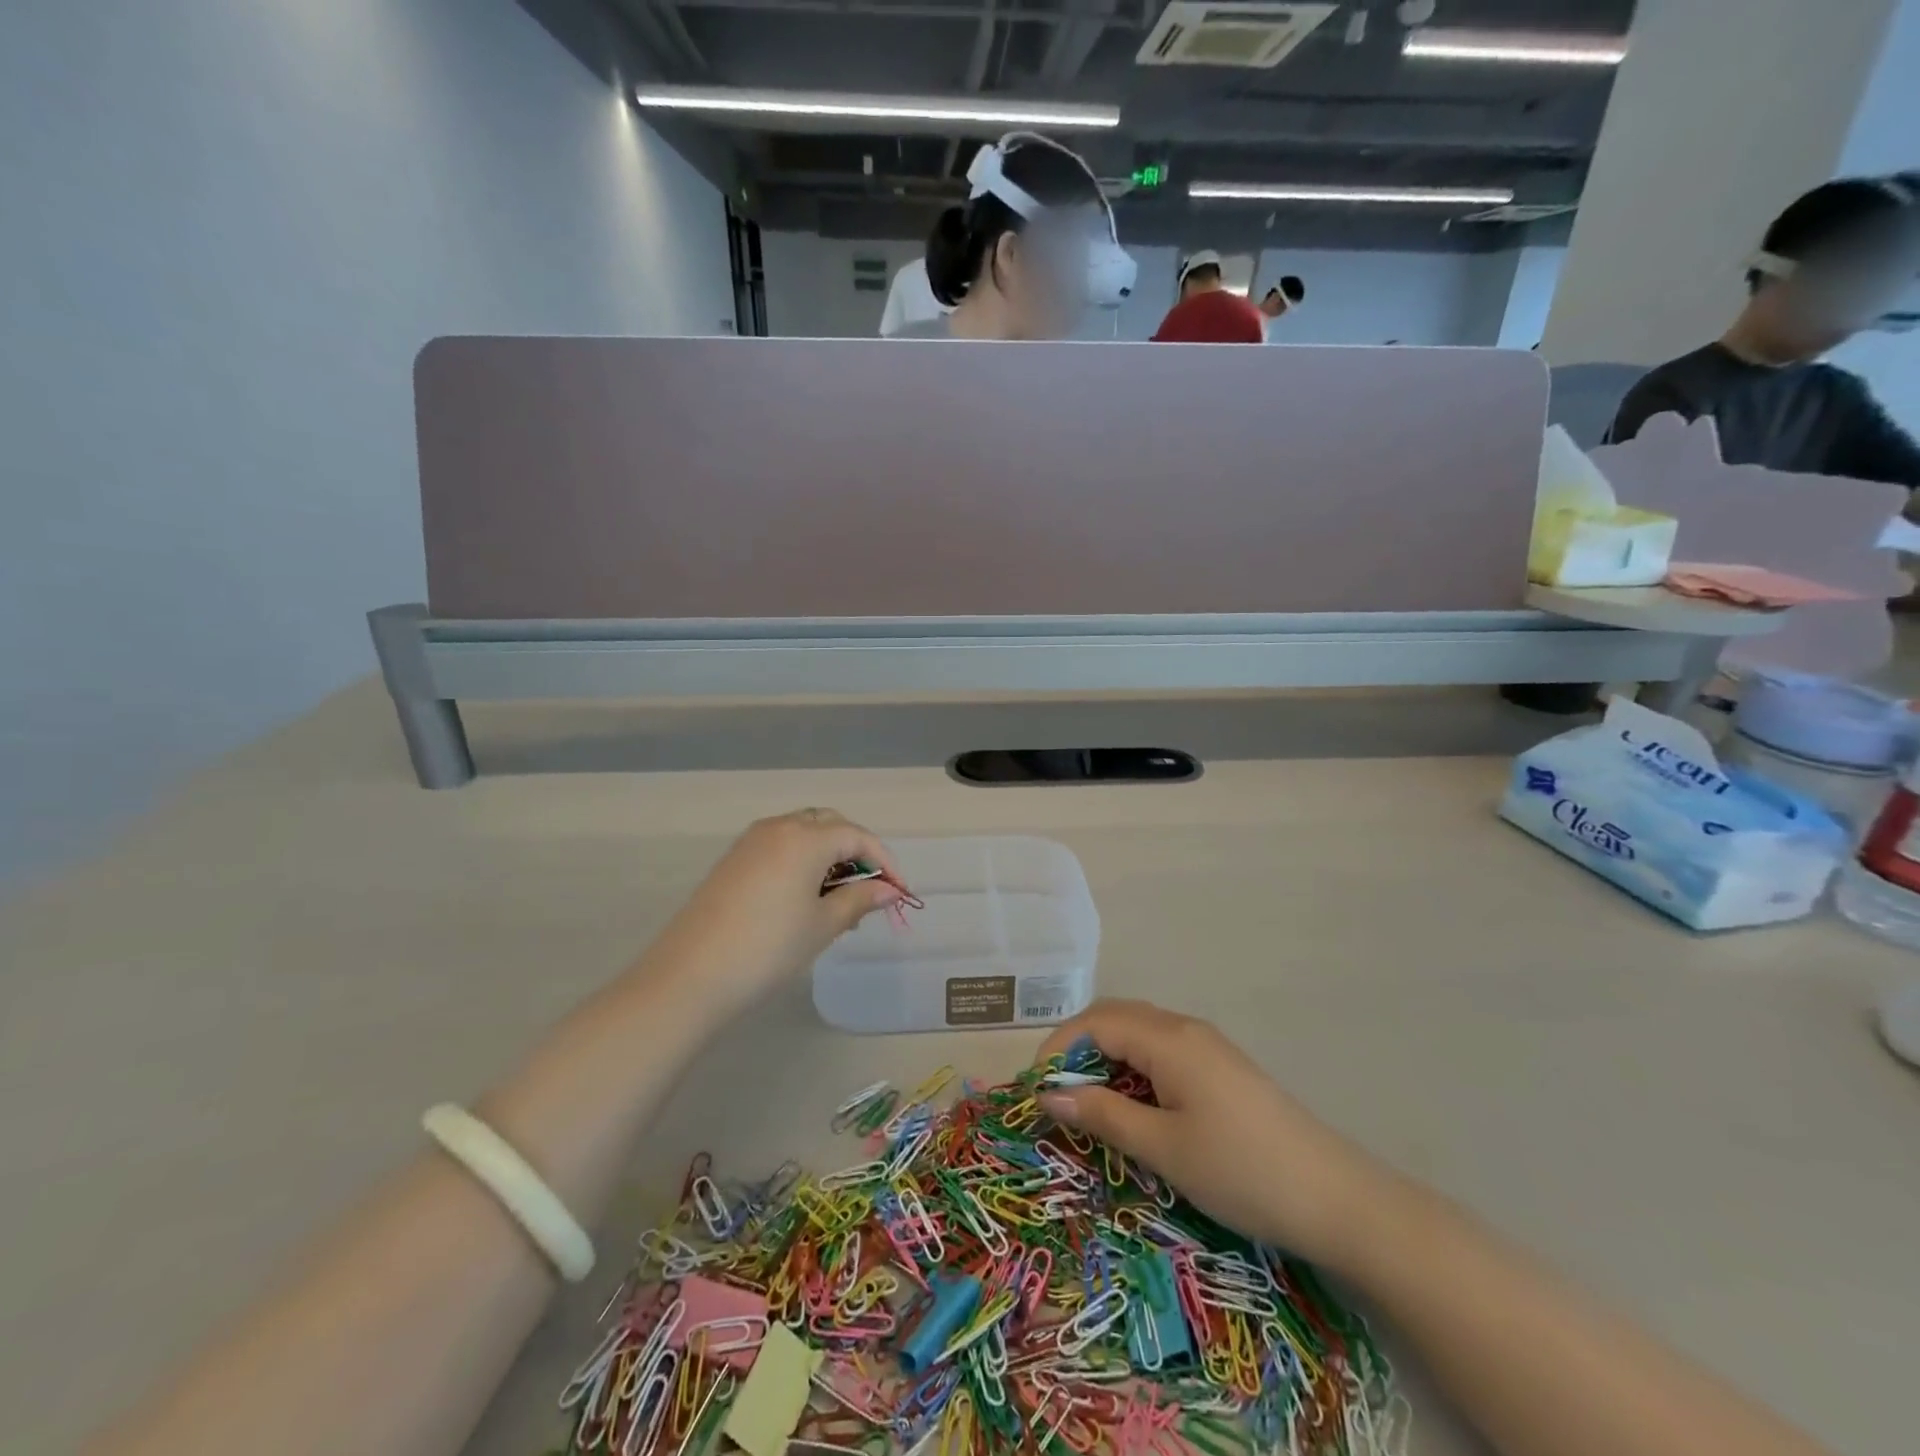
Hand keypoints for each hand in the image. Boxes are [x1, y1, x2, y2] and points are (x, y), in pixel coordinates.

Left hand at [640, 809, 903, 1015]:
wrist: (690, 976)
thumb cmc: (769, 948)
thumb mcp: (823, 925)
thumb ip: (860, 899)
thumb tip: (889, 890)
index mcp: (806, 837)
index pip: (858, 836)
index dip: (885, 861)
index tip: (900, 893)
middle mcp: (779, 827)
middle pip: (830, 825)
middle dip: (857, 852)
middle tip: (870, 891)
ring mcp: (751, 842)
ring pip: (804, 833)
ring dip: (829, 856)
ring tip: (839, 900)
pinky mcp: (733, 860)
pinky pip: (780, 847)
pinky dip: (802, 861)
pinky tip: (805, 899)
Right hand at [1037, 1000, 1386, 1270]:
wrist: (1335, 1198)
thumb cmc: (1239, 1170)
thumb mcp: (1162, 1147)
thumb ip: (1103, 1114)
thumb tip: (1049, 1095)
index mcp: (1168, 1038)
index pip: (1095, 1023)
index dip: (1058, 1049)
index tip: (1035, 1090)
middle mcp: (1185, 1028)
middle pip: (1115, 1018)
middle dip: (1077, 1048)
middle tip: (1056, 1093)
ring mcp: (1207, 1045)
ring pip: (1138, 1032)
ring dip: (1105, 1057)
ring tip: (1087, 1101)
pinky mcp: (1220, 1066)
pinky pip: (1161, 1049)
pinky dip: (1133, 1066)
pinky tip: (1132, 1102)